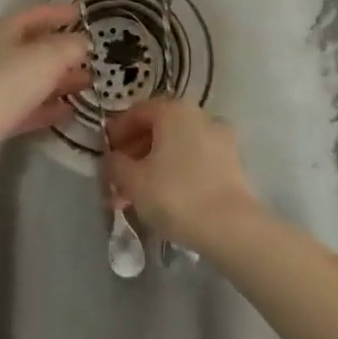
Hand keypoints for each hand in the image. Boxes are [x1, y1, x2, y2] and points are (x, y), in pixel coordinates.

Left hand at [0, 3, 91, 179]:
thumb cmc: (6, 83)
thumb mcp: (47, 56)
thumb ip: (70, 45)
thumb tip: (82, 42)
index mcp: (1, 31)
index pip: (35, 14)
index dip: (59, 13)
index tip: (83, 14)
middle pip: (33, 48)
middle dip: (63, 51)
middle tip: (92, 56)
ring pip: (32, 79)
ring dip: (59, 80)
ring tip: (88, 83)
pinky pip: (27, 107)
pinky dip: (47, 106)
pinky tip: (69, 111)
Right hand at [102, 99, 262, 250]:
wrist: (229, 227)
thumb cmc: (174, 195)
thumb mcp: (132, 180)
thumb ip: (116, 164)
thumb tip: (114, 159)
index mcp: (174, 111)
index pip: (137, 112)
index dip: (117, 131)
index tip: (105, 153)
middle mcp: (200, 116)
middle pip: (158, 129)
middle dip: (134, 153)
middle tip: (118, 179)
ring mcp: (220, 139)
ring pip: (177, 147)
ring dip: (153, 165)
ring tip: (136, 195)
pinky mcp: (232, 163)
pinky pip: (195, 160)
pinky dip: (176, 171)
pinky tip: (163, 197)